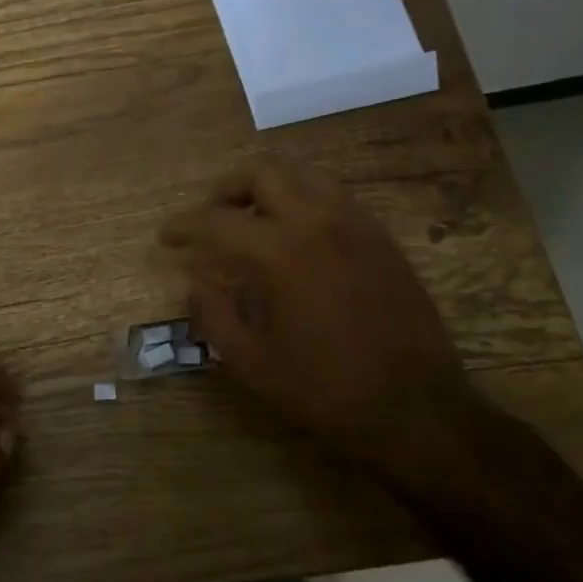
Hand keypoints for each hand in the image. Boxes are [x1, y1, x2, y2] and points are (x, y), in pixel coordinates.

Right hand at [159, 159, 472, 472]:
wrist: (416, 408)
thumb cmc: (325, 388)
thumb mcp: (251, 362)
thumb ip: (212, 315)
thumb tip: (194, 284)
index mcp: (278, 250)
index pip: (217, 220)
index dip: (184, 226)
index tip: (166, 237)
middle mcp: (315, 220)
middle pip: (261, 173)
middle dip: (226, 190)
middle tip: (211, 217)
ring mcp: (354, 222)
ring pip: (302, 174)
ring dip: (268, 187)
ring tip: (253, 219)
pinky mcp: (380, 236)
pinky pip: (333, 195)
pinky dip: (303, 199)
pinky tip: (296, 234)